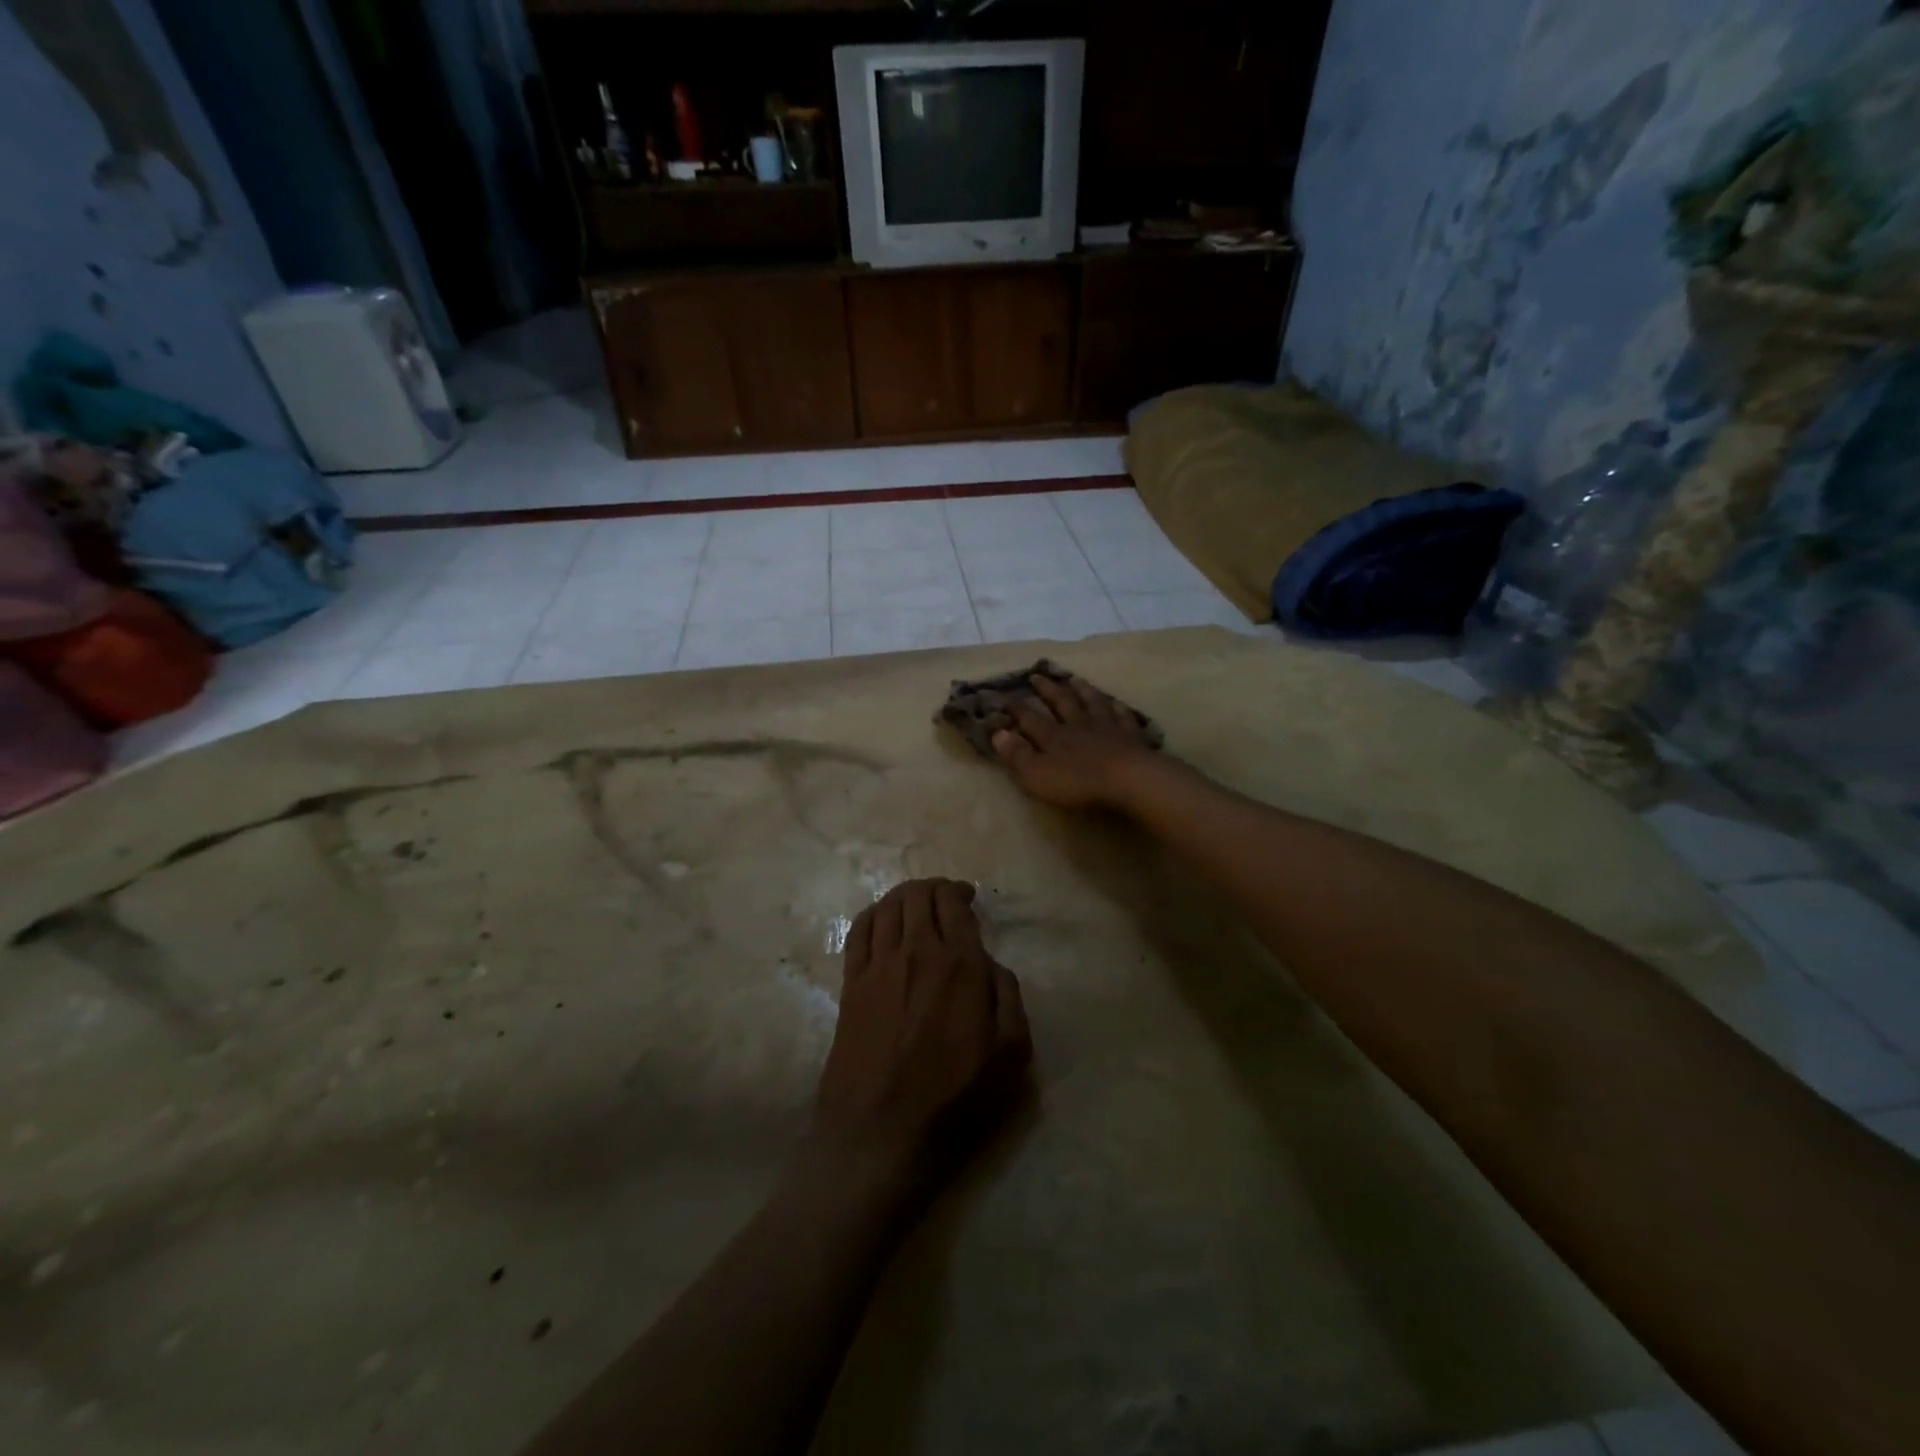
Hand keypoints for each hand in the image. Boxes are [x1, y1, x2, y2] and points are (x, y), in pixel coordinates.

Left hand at [816, 879, 1031, 1189]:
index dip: (959, 892)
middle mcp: (917, 953)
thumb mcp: (1010, 1055)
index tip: (967, 898)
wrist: (881, 1135)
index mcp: (959, 965)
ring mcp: (878, 967)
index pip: (952, 903)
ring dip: (904, 896)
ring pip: (888, 907)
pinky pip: (859, 931)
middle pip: (918, 895)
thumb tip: (990, 963)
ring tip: (916, 905)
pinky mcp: (850, 985)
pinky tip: (882, 921)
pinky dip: (873, 914)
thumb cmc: (954, 1100)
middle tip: (945, 900)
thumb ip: (1008, 996)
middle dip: (933, 888)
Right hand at [990, 675, 1160, 810]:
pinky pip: (1122, 716)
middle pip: (1061, 702)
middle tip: (1036, 675)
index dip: (1015, 708)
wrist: (1128, 780)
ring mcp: (1107, 727)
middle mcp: (1078, 725)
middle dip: (1047, 689)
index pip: (1029, 718)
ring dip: (1082, 690)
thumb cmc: (1078, 782)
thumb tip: (997, 733)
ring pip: (1092, 702)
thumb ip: (1017, 754)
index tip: (1003, 696)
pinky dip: (1117, 708)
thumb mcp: (1037, 774)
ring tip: (1074, 679)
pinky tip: (1115, 703)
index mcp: (1053, 736)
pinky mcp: (1131, 736)